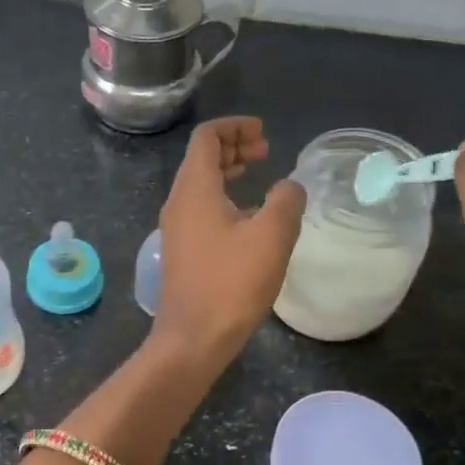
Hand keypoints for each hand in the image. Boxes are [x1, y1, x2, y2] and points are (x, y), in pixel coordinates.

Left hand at [152, 117, 304, 371]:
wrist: (193, 338)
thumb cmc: (231, 283)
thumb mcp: (271, 236)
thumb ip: (285, 201)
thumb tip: (289, 186)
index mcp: (194, 189)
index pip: (206, 138)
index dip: (235, 126)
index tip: (263, 133)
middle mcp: (178, 202)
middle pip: (201, 158)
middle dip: (233, 146)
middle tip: (265, 151)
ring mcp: (175, 228)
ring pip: (200, 184)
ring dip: (228, 172)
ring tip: (258, 175)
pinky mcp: (181, 251)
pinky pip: (200, 208)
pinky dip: (223, 198)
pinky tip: (248, 217)